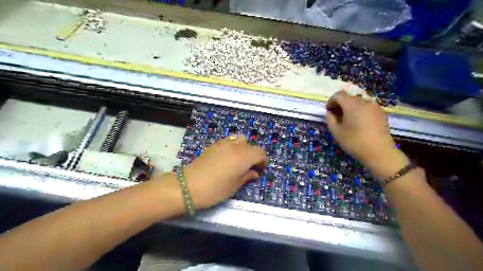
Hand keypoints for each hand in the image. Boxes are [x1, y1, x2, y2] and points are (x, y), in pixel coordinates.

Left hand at [182, 135, 267, 208]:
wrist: (189, 185)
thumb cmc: (215, 189)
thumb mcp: (234, 186)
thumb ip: (247, 176)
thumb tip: (255, 172)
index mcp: (243, 157)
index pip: (260, 152)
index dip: (263, 160)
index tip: (261, 169)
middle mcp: (235, 146)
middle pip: (251, 145)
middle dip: (254, 155)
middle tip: (251, 167)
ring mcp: (223, 143)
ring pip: (240, 139)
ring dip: (244, 148)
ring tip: (240, 159)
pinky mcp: (214, 145)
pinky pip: (229, 141)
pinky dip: (234, 146)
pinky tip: (228, 157)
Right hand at [324, 91, 406, 179]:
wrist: (380, 152)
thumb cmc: (355, 142)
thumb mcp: (337, 132)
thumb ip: (330, 120)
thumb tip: (329, 113)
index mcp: (352, 105)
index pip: (339, 95)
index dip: (331, 101)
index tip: (328, 111)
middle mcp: (364, 101)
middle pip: (349, 98)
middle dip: (340, 105)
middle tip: (336, 117)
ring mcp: (374, 106)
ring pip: (358, 102)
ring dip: (350, 108)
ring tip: (347, 121)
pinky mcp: (381, 113)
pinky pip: (366, 107)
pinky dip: (359, 111)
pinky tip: (358, 123)